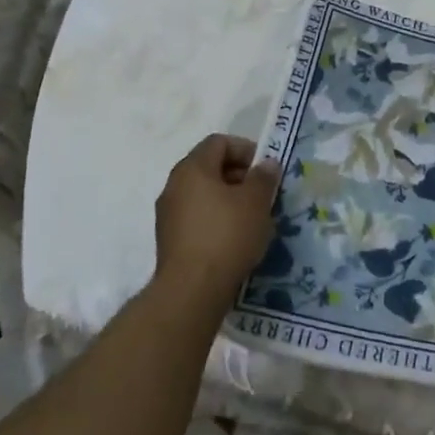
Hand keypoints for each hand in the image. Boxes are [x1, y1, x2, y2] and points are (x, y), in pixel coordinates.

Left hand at [150, 134, 278, 316]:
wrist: (191, 291)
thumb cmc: (227, 235)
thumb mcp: (256, 202)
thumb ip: (263, 177)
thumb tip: (266, 164)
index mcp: (192, 168)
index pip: (219, 142)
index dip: (245, 149)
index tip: (265, 169)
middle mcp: (174, 185)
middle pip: (209, 167)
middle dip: (239, 176)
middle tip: (262, 193)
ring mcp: (168, 214)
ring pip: (203, 194)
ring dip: (228, 199)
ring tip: (252, 218)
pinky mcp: (169, 240)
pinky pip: (197, 217)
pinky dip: (216, 219)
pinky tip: (235, 238)